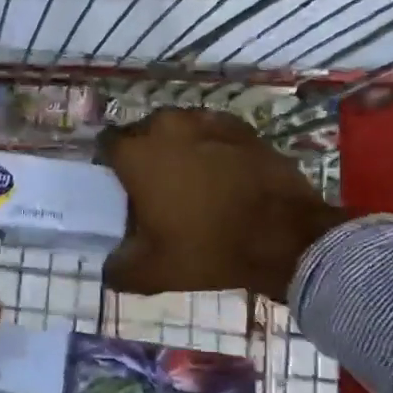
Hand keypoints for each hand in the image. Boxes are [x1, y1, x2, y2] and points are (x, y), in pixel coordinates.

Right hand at [96, 108, 343, 300]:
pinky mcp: (240, 126)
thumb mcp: (155, 272)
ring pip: (178, 129)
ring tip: (189, 179)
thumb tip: (108, 270)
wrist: (286, 235)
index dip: (110, 164)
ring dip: (177, 147)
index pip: (106, 145)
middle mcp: (166, 126)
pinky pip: (211, 132)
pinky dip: (209, 147)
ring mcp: (205, 121)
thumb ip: (120, 269)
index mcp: (136, 154)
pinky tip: (221, 173)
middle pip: (142, 133)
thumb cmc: (209, 247)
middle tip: (154, 186)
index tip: (119, 186)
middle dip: (144, 153)